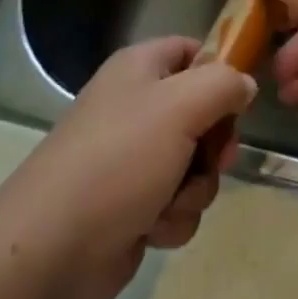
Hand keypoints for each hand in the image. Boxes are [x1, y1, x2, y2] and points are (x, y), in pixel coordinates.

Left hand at [1, 37, 256, 298]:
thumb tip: (245, 86)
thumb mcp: (182, 105)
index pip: (193, 50)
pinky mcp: (133, 206)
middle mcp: (136, 107)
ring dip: (195, 187)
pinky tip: (152, 228)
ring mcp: (133, 159)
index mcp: (140, 69)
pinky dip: (173, 217)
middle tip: (215, 158)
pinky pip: (178, 203)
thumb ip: (224, 84)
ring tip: (169, 201)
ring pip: (196, 164)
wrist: (52, 249)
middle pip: (203, 112)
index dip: (220, 69)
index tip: (239, 97)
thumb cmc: (119, 159)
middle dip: (214, 143)